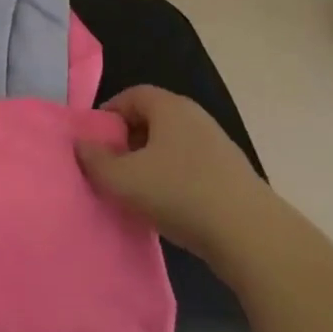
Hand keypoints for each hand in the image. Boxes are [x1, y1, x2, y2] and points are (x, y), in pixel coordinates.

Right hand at [77, 86, 271, 265]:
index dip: (108, 114)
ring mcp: (218, 146)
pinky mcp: (232, 176)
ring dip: (151, 163)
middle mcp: (195, 117)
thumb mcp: (124, 179)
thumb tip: (81, 144)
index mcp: (170, 107)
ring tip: (136, 192)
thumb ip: (95, 160)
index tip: (95, 142)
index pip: (132, 95)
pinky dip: (174, 180)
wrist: (251, 236)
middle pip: (152, 119)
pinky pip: (191, 167)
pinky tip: (168, 208)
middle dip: (127, 140)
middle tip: (111, 168)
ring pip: (172, 146)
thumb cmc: (180, 194)